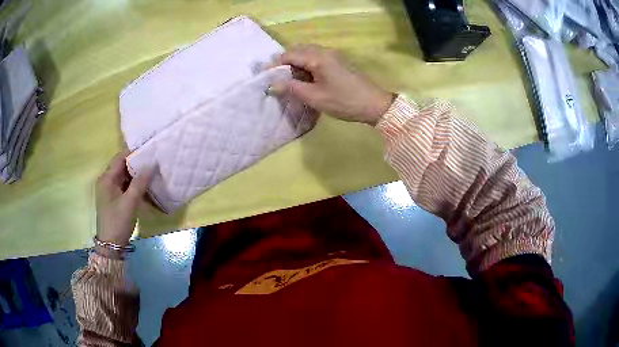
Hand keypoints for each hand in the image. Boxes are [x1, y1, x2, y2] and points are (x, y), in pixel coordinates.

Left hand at [95, 150, 151, 252]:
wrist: (111, 245)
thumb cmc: (118, 221)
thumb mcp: (130, 202)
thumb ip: (140, 182)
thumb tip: (151, 164)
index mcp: (106, 178)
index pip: (120, 157)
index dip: (134, 152)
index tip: (150, 149)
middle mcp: (106, 180)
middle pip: (122, 166)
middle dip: (137, 163)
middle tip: (153, 160)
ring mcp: (109, 190)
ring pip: (124, 176)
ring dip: (136, 174)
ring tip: (152, 171)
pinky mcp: (114, 198)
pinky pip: (125, 186)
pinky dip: (134, 185)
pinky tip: (145, 186)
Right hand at [271, 44, 393, 125]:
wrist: (374, 104)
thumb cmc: (344, 102)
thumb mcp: (315, 97)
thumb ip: (292, 88)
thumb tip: (272, 84)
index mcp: (318, 57)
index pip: (289, 55)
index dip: (275, 65)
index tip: (264, 76)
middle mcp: (325, 51)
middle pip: (298, 50)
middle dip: (285, 62)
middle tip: (276, 78)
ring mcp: (333, 55)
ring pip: (308, 53)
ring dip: (296, 63)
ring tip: (289, 80)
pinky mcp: (338, 61)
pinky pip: (317, 57)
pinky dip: (307, 64)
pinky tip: (305, 78)